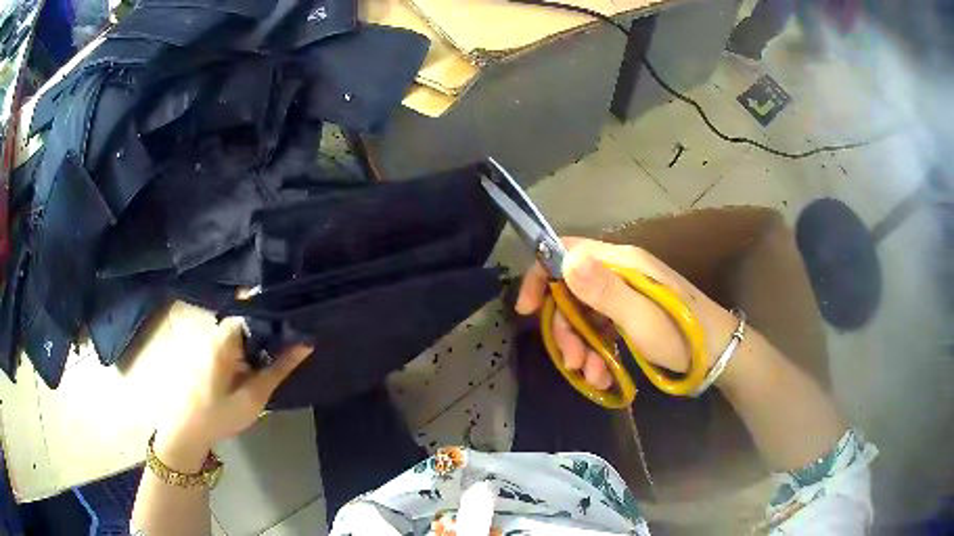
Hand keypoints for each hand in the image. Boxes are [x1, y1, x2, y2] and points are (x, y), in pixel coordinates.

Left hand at [154, 319, 311, 471]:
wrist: (186, 432)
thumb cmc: (219, 416)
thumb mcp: (253, 397)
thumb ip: (279, 369)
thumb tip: (305, 344)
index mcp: (224, 339)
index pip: (252, 310)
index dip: (274, 314)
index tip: (295, 321)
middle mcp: (214, 333)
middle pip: (246, 320)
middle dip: (268, 330)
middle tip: (291, 343)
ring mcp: (207, 341)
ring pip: (239, 332)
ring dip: (256, 342)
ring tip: (276, 355)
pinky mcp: (205, 352)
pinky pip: (230, 342)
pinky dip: (245, 350)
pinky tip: (253, 367)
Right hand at [516, 238, 734, 390]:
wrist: (718, 355)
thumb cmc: (681, 334)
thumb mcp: (640, 317)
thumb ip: (603, 289)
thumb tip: (564, 258)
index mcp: (622, 261)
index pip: (567, 251)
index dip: (541, 275)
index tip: (526, 309)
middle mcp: (620, 272)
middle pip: (572, 290)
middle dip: (565, 327)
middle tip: (570, 361)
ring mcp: (625, 294)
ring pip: (584, 313)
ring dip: (580, 346)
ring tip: (590, 376)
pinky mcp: (630, 314)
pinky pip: (601, 328)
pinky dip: (596, 351)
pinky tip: (601, 375)